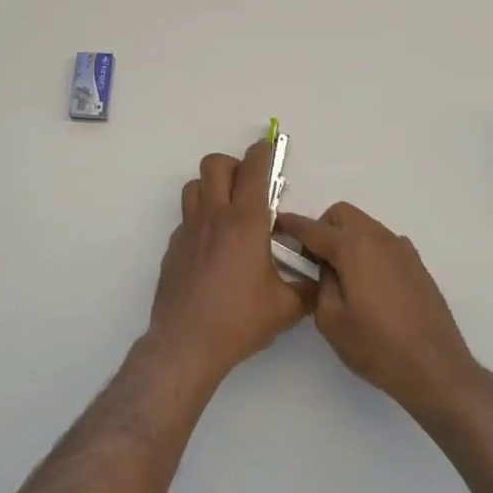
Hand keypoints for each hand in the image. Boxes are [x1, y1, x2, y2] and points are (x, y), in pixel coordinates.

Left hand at [147, 141, 311, 387]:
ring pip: (194, 186)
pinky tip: (214, 248)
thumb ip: (307, 287)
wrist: (187, 344)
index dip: (264, 153)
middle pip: (215, 165)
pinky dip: (201, 220)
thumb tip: (319, 277)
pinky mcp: (173, 247)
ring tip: (229, 212)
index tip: (270, 149)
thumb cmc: (239, 321)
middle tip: (249, 187)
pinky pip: (187, 218)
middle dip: (234, 165)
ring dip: (212, 188)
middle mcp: (214, 217)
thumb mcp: (286, 307)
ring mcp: (189, 230)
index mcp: (245, 223)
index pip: (254, 171)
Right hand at [275, 203, 479, 419]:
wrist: (436, 368)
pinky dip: (368, 252)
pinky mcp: (417, 265)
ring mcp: (402, 249)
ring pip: (365, 227)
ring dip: (347, 239)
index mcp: (353, 247)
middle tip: (315, 261)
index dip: (290, 225)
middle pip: (342, 215)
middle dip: (323, 228)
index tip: (276, 225)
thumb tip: (325, 270)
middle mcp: (379, 238)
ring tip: (343, 277)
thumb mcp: (331, 320)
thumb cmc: (377, 346)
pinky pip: (383, 244)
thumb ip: (320, 285)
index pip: (313, 228)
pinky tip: (369, 287)